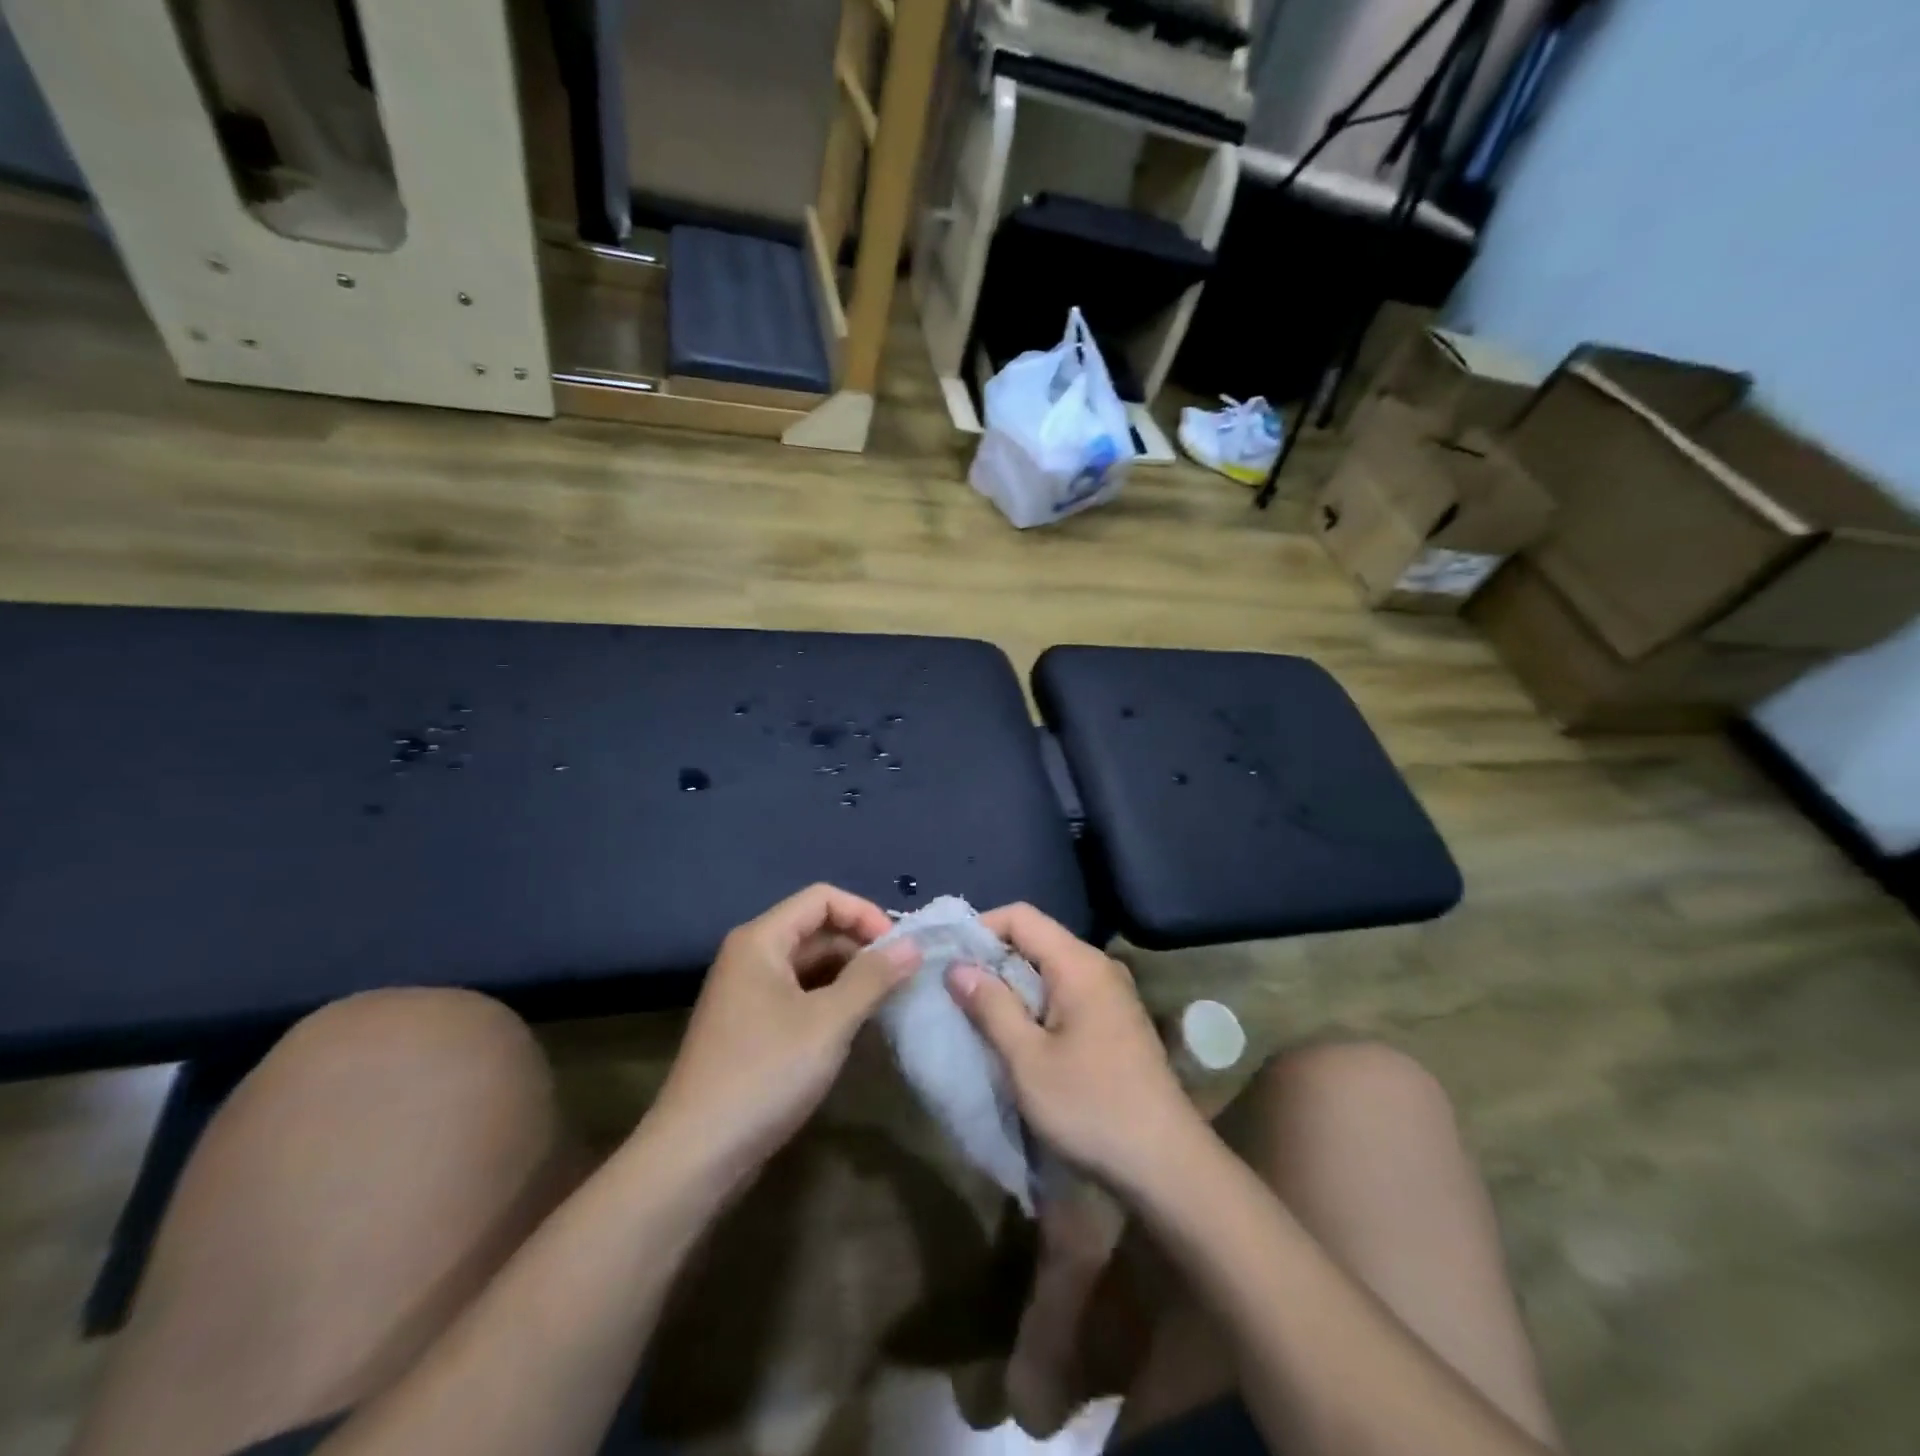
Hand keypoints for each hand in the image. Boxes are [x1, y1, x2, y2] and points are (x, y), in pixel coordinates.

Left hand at [649, 884, 917, 1180]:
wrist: (695, 1154)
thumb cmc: (765, 1074)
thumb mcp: (829, 1022)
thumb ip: (873, 978)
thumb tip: (913, 945)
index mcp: (761, 940)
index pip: (822, 898)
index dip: (864, 913)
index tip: (899, 947)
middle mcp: (751, 956)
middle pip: (816, 929)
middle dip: (861, 946)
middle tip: (902, 977)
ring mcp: (748, 993)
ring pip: (809, 965)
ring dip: (849, 975)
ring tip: (887, 1001)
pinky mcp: (751, 1026)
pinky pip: (798, 994)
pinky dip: (830, 1000)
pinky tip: (856, 1025)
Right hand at [947, 903, 1207, 1197]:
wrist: (1166, 1165)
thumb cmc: (1090, 1107)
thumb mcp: (1027, 1060)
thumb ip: (991, 1006)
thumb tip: (958, 966)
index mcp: (1079, 964)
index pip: (1021, 916)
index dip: (981, 928)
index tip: (950, 959)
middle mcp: (1099, 967)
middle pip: (1036, 939)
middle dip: (993, 959)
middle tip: (956, 991)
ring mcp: (1112, 994)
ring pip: (1050, 969)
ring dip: (1013, 985)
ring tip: (979, 1015)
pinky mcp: (1116, 1022)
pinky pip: (1066, 993)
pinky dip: (1036, 1003)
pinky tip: (1019, 1036)